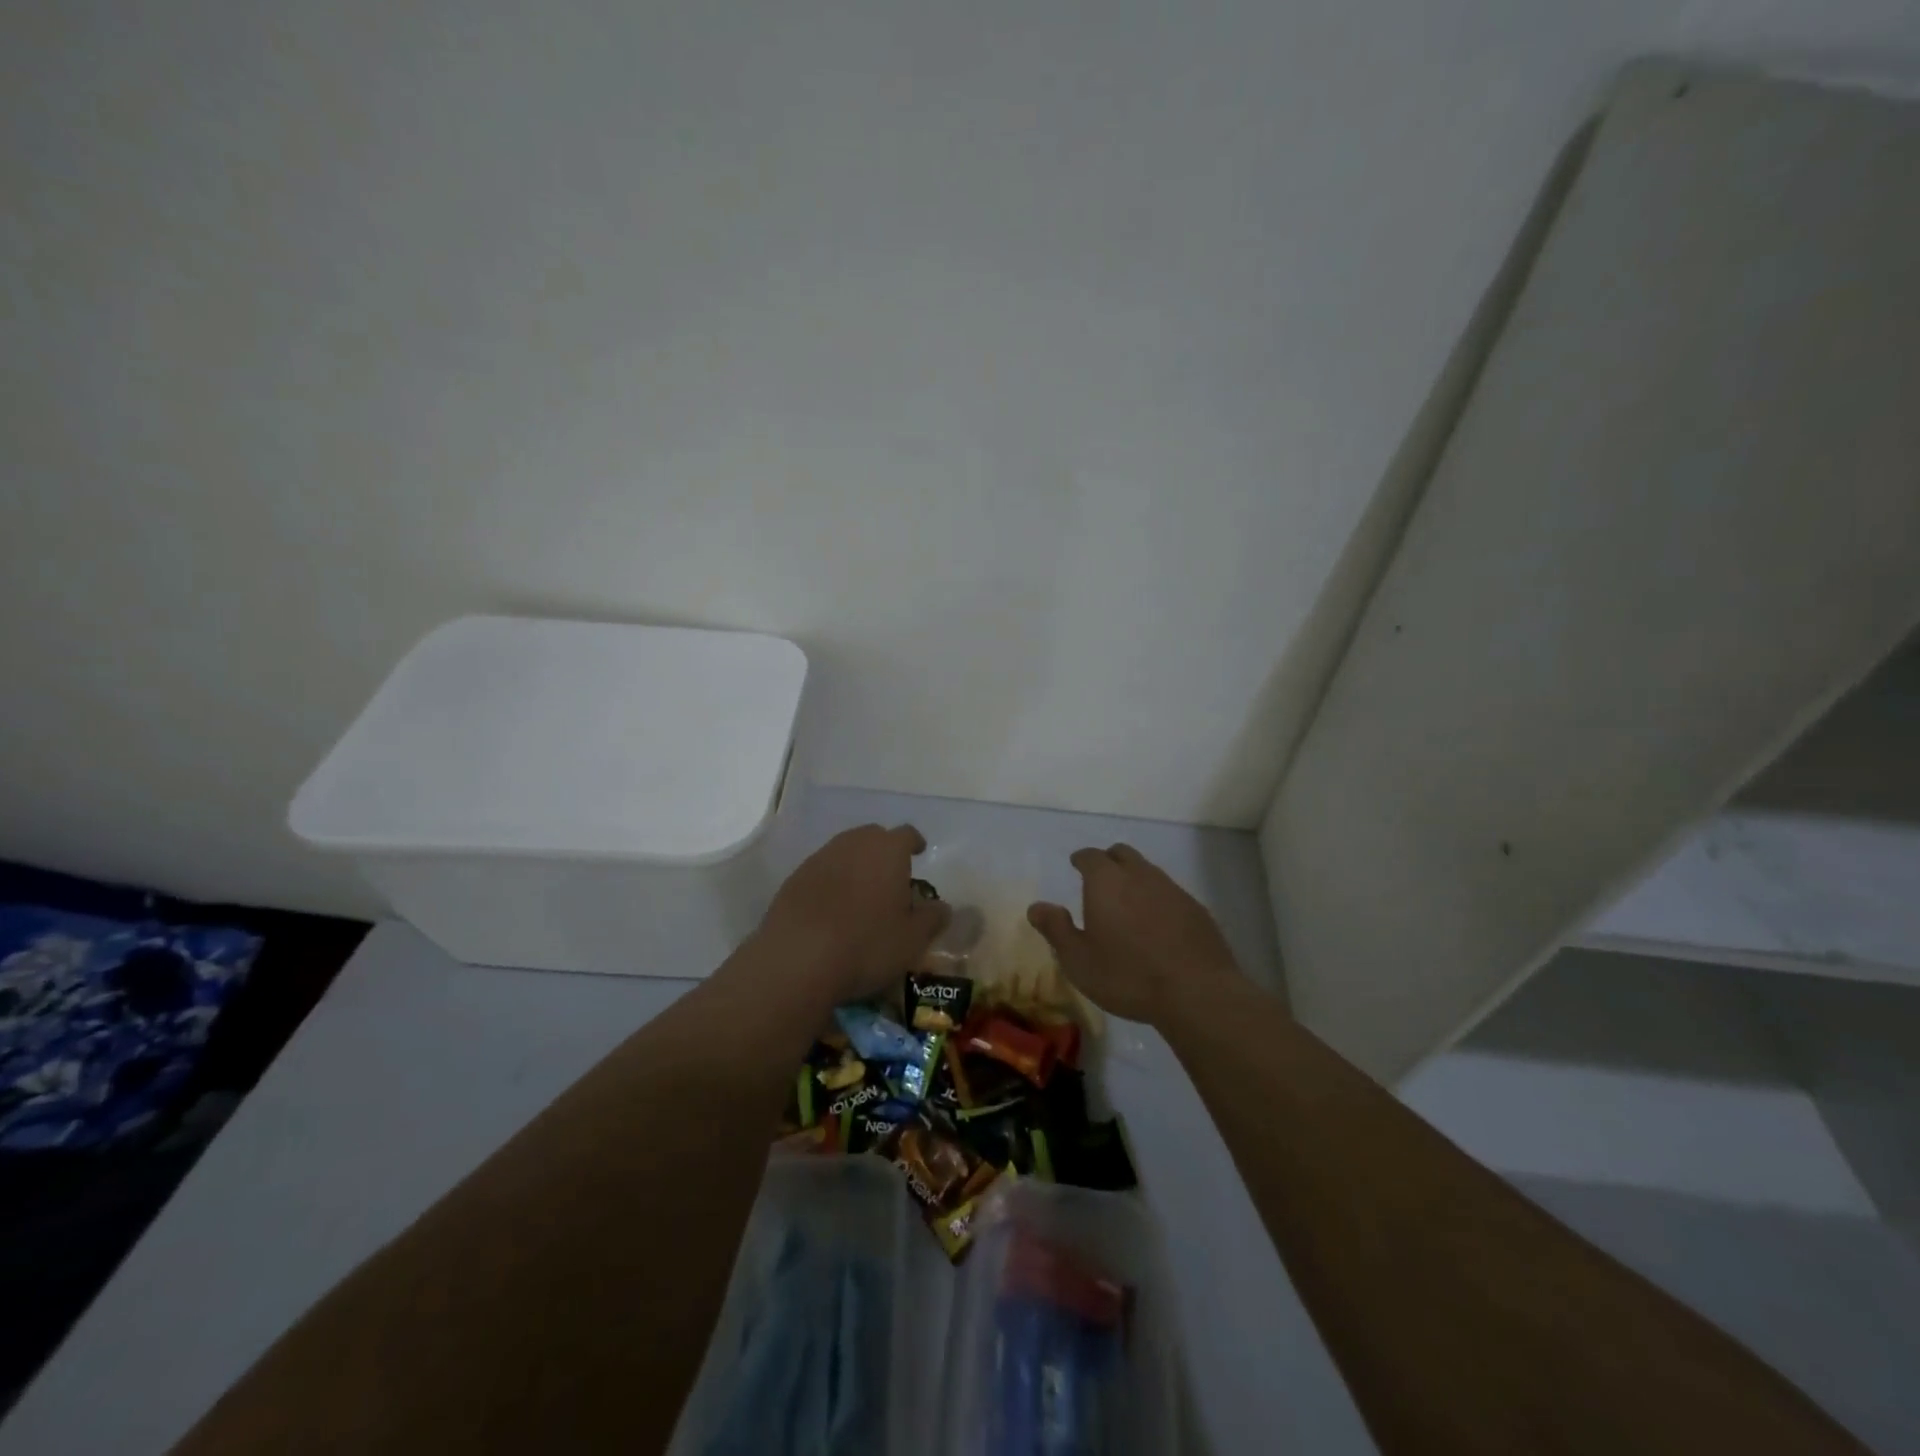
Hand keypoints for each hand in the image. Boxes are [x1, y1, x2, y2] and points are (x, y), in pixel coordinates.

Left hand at [756, 824, 949, 1004]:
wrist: (797, 959)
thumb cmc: (866, 944)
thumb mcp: (912, 939)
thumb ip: (932, 918)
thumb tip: (943, 907)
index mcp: (888, 850)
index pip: (906, 834)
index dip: (914, 843)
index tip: (919, 852)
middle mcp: (853, 844)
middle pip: (873, 837)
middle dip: (884, 851)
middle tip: (891, 876)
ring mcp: (819, 858)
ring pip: (844, 851)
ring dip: (856, 865)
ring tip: (862, 893)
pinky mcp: (794, 879)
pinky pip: (821, 871)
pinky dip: (831, 881)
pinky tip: (832, 908)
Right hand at [1027, 844, 1241, 1023]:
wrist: (1196, 992)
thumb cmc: (1127, 975)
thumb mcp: (1078, 960)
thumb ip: (1056, 929)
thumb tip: (1036, 906)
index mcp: (1106, 881)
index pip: (1090, 856)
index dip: (1082, 859)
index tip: (1076, 864)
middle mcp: (1140, 875)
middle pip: (1122, 854)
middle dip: (1109, 861)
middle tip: (1100, 880)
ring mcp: (1172, 889)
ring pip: (1149, 871)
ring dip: (1135, 879)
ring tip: (1128, 905)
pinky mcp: (1197, 909)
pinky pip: (1170, 893)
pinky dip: (1158, 900)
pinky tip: (1158, 925)